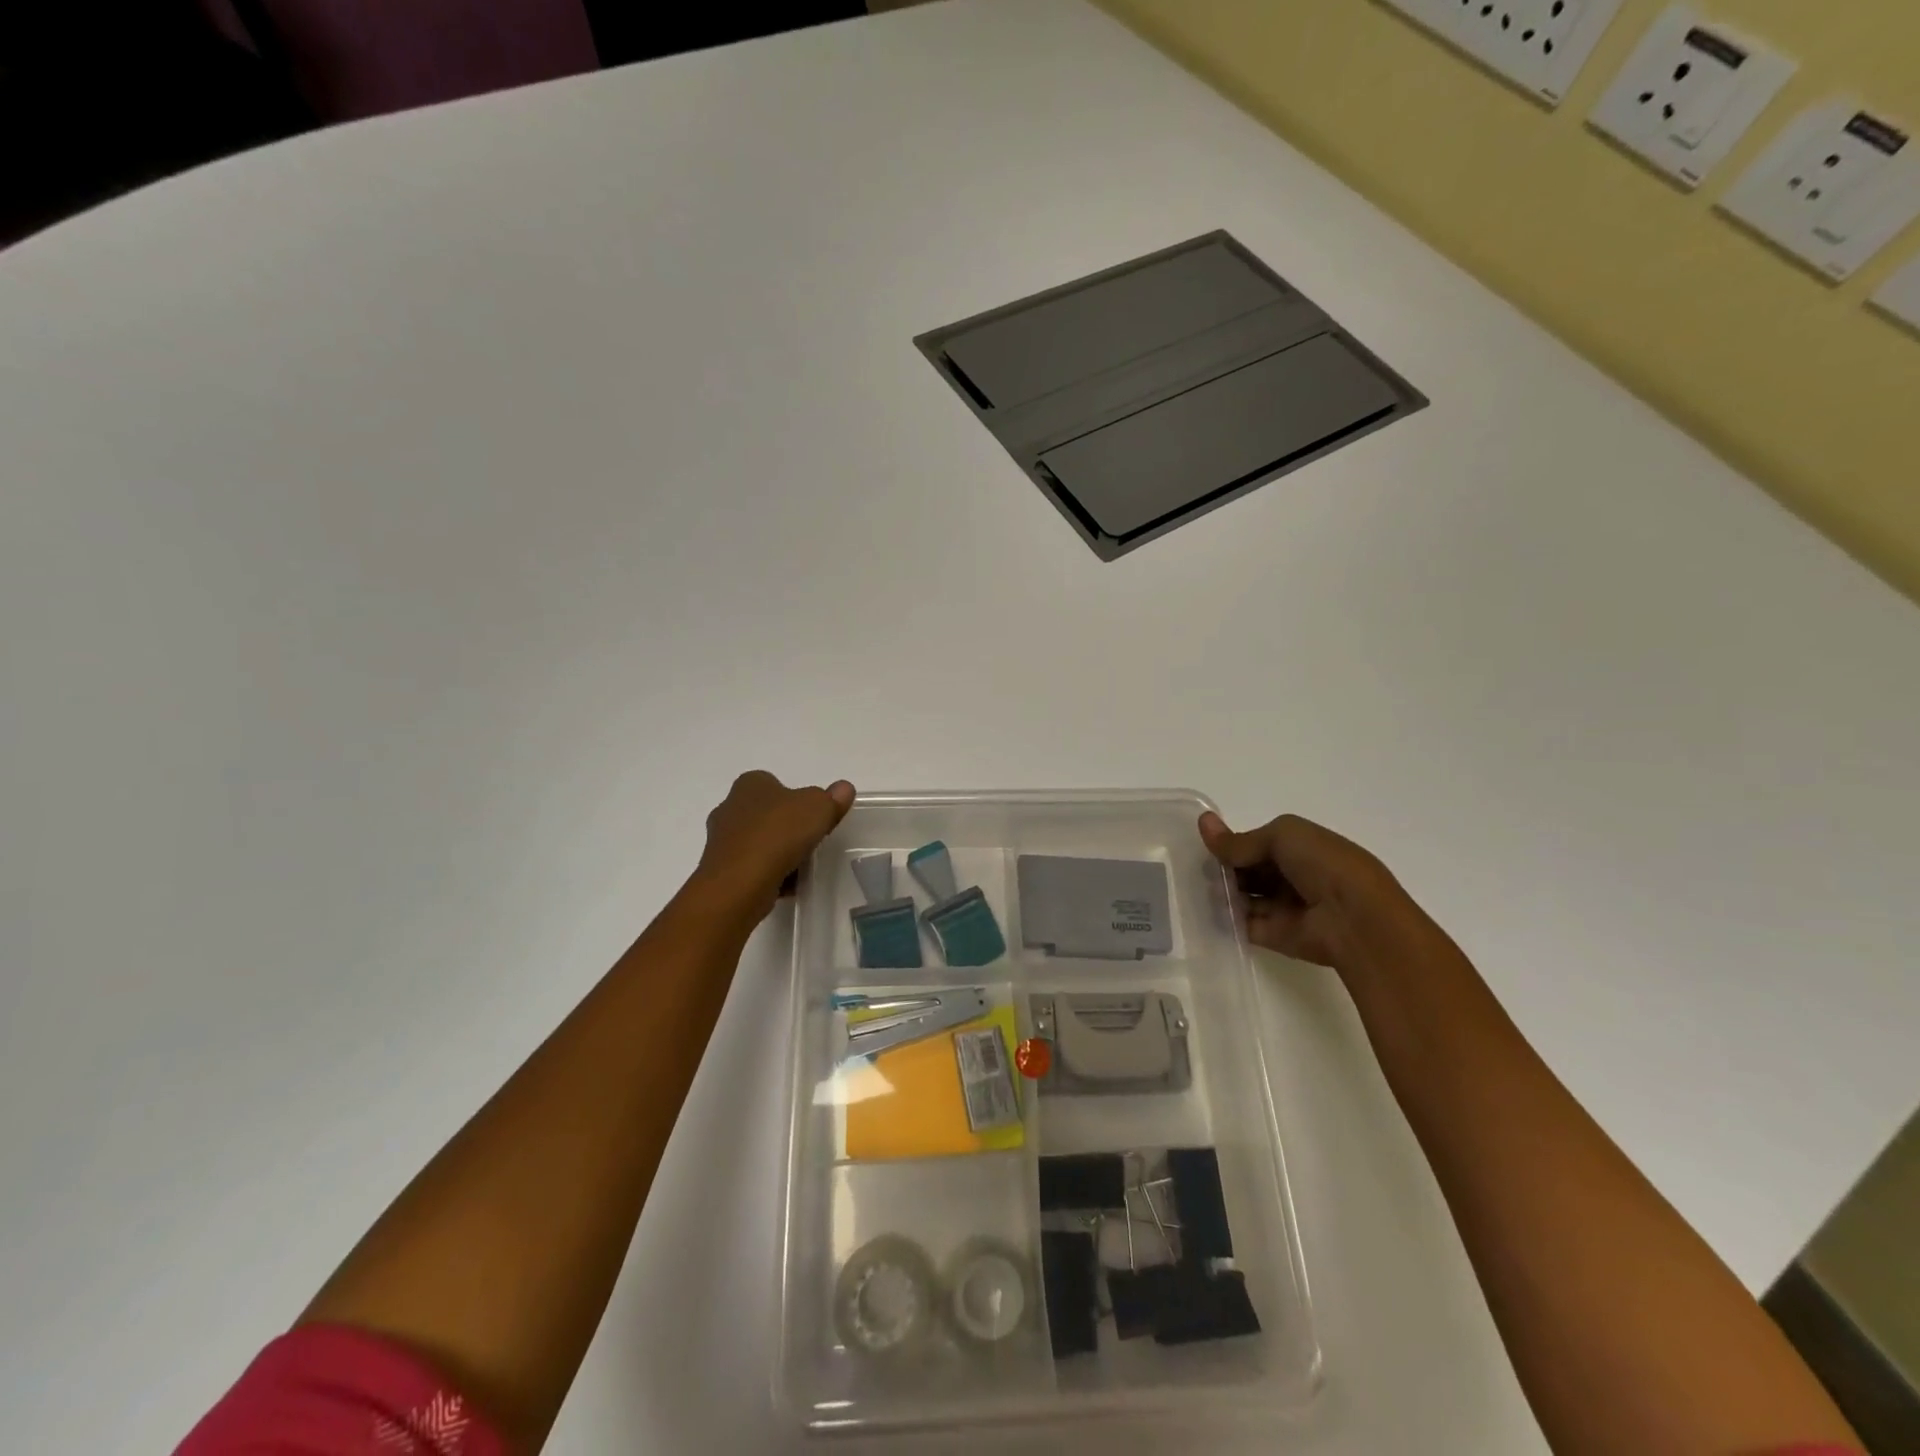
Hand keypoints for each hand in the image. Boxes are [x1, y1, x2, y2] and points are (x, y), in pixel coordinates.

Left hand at [694, 771, 855, 918]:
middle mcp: (730, 807)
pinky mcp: (722, 870)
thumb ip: (832, 797)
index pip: (775, 783)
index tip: (813, 817)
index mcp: (750, 784)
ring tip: (801, 866)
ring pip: (759, 842)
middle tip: (810, 841)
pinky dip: (769, 874)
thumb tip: (843, 789)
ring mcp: (721, 841)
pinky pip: (752, 867)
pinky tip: (786, 885)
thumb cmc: (778, 835)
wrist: (739, 884)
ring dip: (778, 852)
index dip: (796, 799)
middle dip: (787, 827)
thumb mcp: (818, 808)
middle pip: (767, 814)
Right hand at [1198, 809, 1427, 972]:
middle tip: (1195, 867)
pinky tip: (1202, 908)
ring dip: (1222, 891)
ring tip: (1195, 886)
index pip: (1259, 844)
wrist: (1355, 919)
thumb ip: (1240, 840)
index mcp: (1302, 848)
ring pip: (1244, 897)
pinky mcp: (1275, 936)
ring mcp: (1284, 908)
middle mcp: (1294, 877)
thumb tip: (1203, 823)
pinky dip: (1224, 917)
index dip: (1235, 843)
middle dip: (1225, 868)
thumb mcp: (1281, 837)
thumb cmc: (1324, 865)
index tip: (1209, 845)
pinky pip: (1244, 924)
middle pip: (1250, 871)